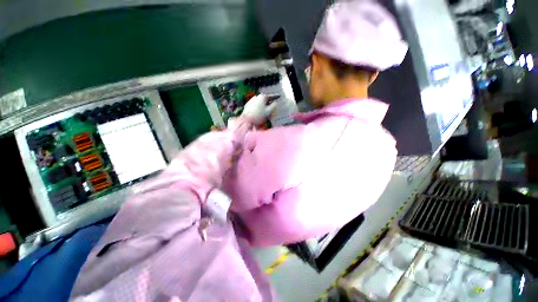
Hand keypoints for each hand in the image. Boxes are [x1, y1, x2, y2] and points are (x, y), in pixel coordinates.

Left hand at [242, 94, 278, 124]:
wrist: (246, 119)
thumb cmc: (259, 115)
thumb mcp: (269, 111)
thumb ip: (273, 106)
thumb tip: (275, 102)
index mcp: (262, 97)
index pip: (270, 96)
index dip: (275, 97)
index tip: (278, 97)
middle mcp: (256, 97)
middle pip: (264, 100)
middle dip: (268, 104)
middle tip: (271, 109)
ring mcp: (251, 100)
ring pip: (259, 103)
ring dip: (263, 107)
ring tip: (264, 114)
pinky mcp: (247, 105)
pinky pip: (255, 106)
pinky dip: (258, 109)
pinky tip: (258, 115)